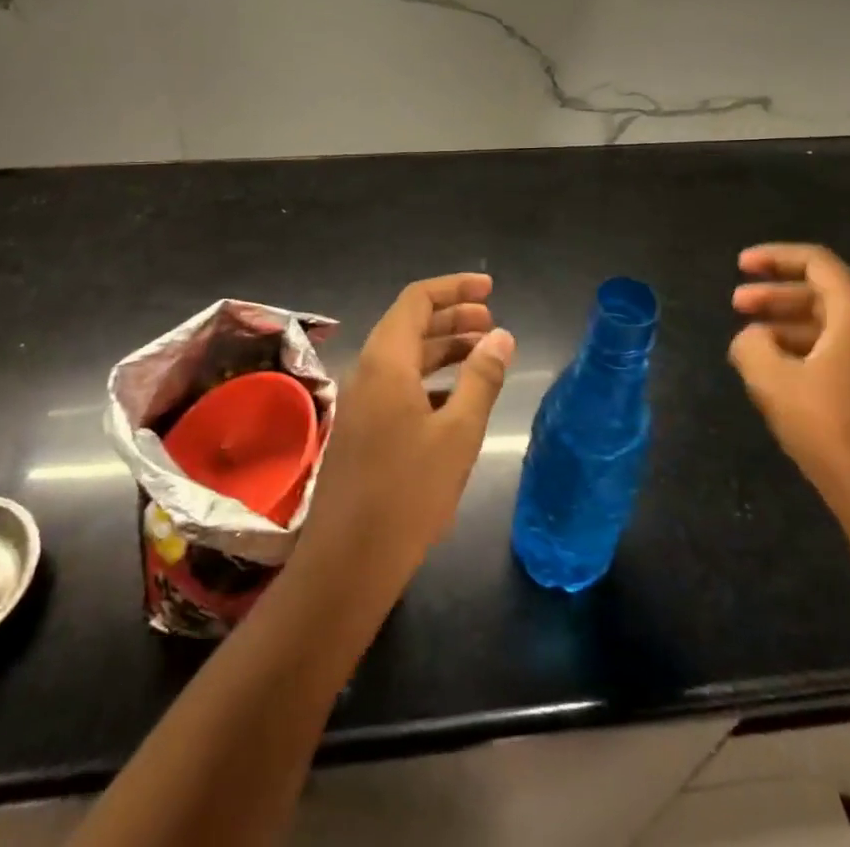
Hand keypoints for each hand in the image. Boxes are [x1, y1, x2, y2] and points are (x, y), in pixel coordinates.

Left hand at [300, 274, 516, 591]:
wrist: (348, 563)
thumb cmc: (408, 494)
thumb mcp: (458, 434)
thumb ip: (481, 379)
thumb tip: (501, 336)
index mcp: (386, 361)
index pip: (417, 300)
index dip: (454, 288)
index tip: (490, 289)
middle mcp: (367, 371)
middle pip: (410, 324)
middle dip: (453, 317)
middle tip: (493, 323)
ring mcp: (361, 400)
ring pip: (405, 356)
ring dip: (443, 347)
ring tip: (483, 353)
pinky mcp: (362, 428)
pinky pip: (398, 383)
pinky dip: (429, 378)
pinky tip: (456, 396)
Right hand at [728, 244, 849, 522]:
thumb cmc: (831, 429)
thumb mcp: (772, 381)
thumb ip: (751, 345)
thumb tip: (753, 337)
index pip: (817, 262)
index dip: (774, 257)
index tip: (740, 266)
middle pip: (824, 294)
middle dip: (775, 294)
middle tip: (736, 306)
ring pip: (833, 327)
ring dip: (789, 326)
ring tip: (752, 344)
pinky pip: (845, 354)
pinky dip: (809, 351)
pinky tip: (783, 377)